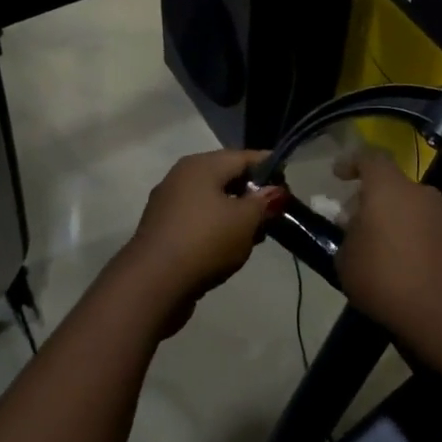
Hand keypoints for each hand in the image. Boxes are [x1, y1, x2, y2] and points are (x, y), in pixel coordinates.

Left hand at [121, 150, 284, 331]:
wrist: (152, 285)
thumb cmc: (205, 241)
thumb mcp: (246, 220)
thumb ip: (264, 202)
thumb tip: (275, 191)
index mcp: (202, 165)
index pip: (245, 156)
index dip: (270, 168)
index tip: (289, 187)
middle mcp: (182, 176)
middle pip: (227, 177)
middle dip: (253, 194)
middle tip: (274, 214)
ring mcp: (169, 204)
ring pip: (212, 201)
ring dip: (235, 214)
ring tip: (256, 236)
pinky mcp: (163, 230)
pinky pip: (199, 221)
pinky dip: (217, 229)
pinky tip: (230, 249)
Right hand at [335, 149, 441, 343]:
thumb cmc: (385, 277)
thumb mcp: (346, 261)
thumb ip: (347, 238)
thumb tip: (355, 232)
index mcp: (388, 187)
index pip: (370, 157)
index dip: (351, 162)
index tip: (337, 175)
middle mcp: (417, 191)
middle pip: (389, 184)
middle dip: (368, 198)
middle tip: (350, 222)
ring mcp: (439, 213)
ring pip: (406, 204)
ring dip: (388, 217)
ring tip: (370, 246)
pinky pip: (421, 225)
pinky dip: (405, 234)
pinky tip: (394, 261)